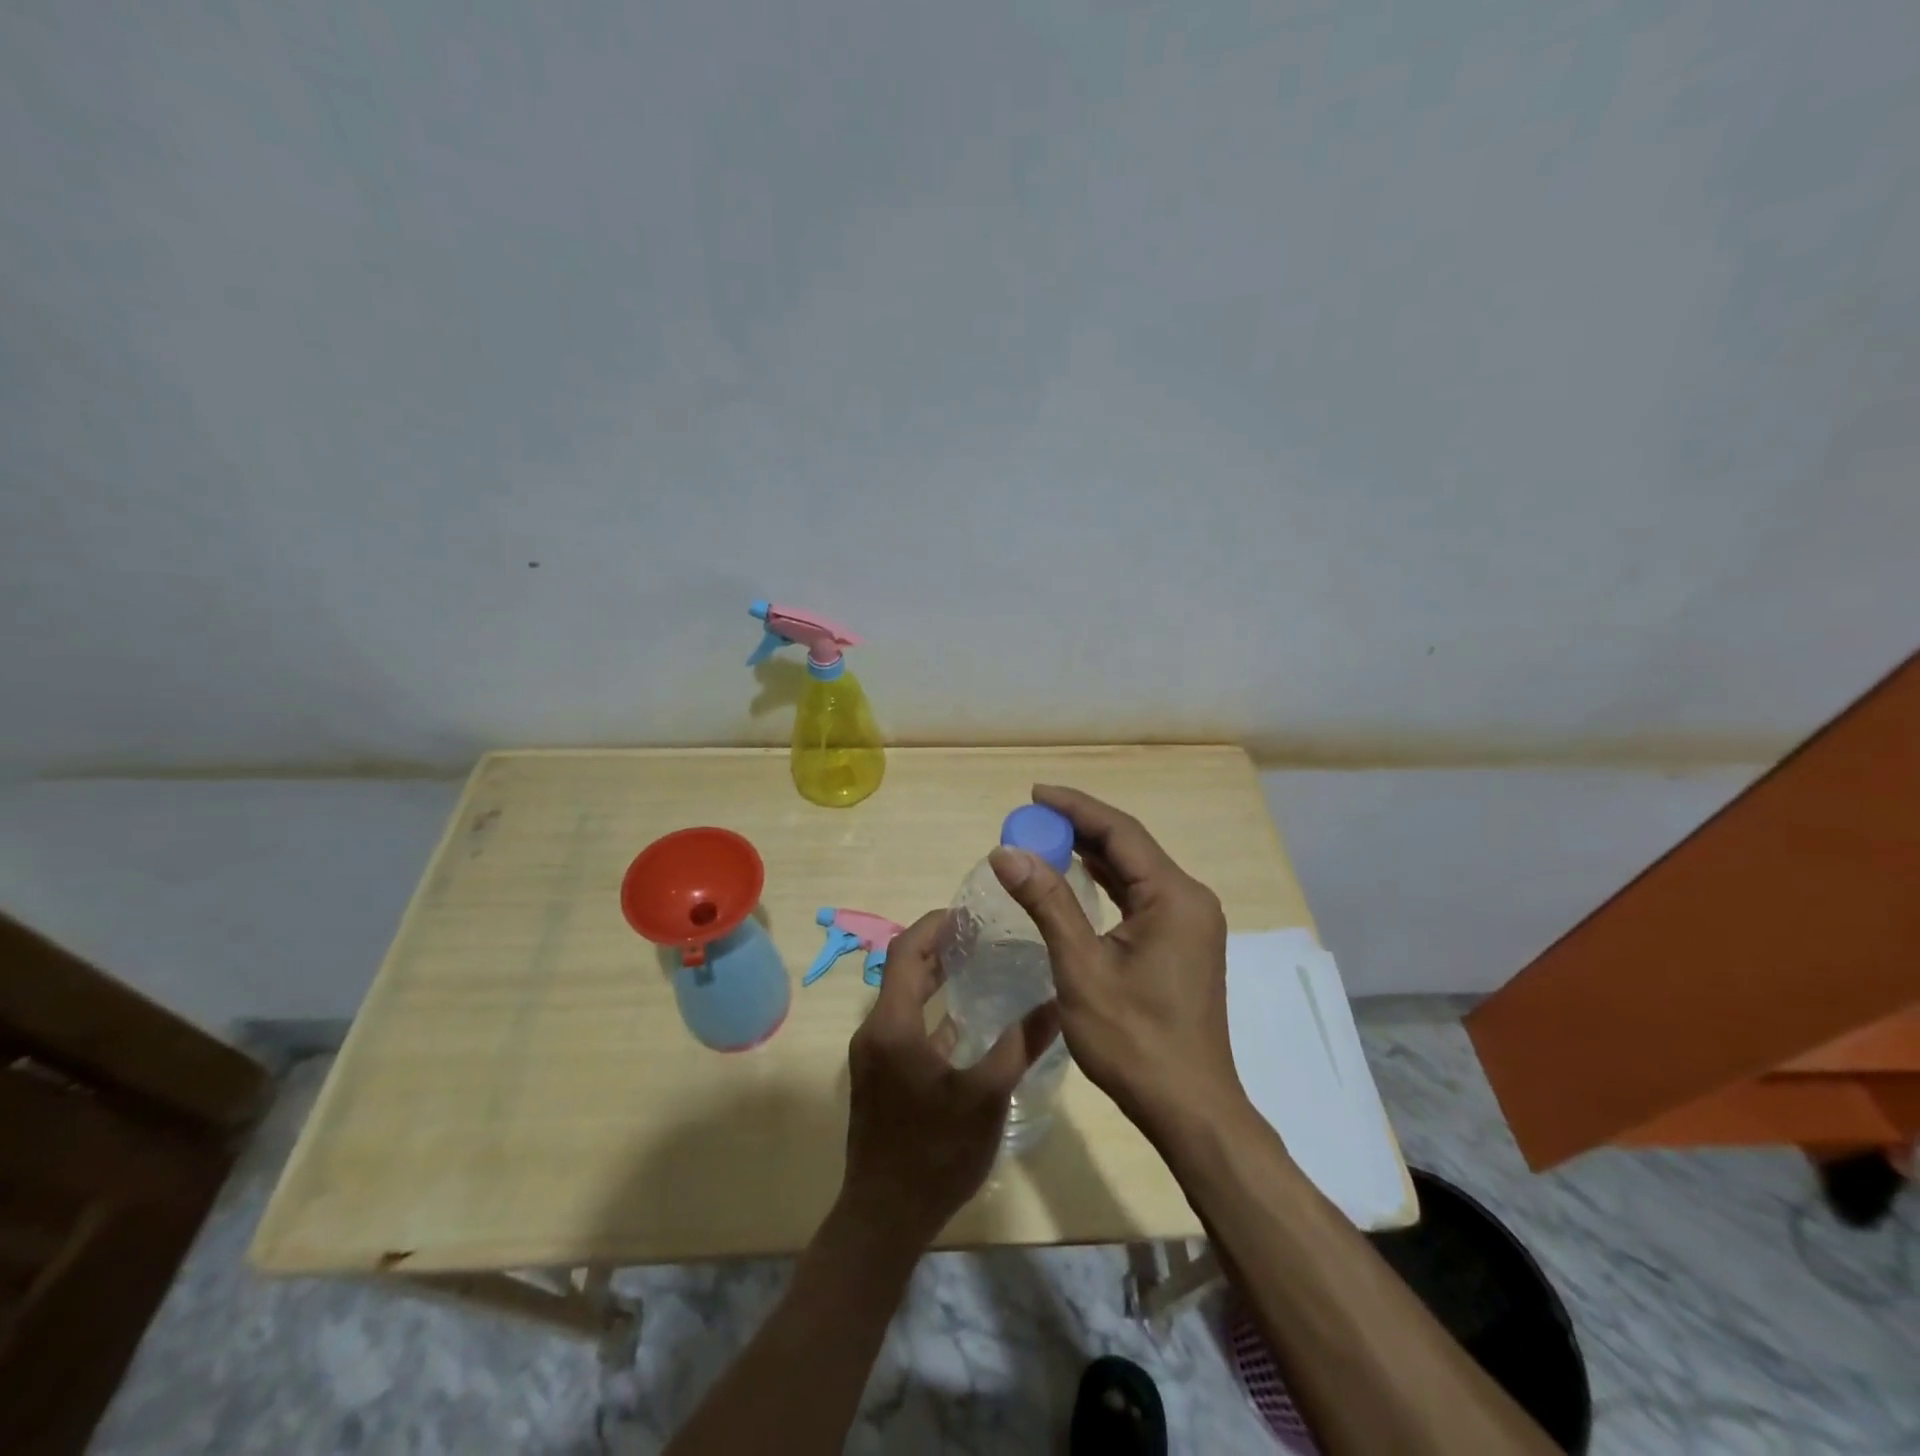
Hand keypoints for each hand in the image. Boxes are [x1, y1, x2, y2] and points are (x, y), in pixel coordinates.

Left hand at [838, 909, 1060, 1252]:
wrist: (885, 1217)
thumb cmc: (935, 1152)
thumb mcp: (987, 1095)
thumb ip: (1020, 1044)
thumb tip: (1057, 1001)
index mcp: (892, 1024)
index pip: (907, 950)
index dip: (936, 925)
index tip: (970, 912)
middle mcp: (875, 1030)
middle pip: (903, 969)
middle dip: (938, 946)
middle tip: (982, 933)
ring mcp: (873, 1054)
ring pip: (902, 998)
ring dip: (934, 977)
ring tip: (978, 964)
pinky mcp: (879, 1075)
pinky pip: (903, 1025)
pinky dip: (930, 1011)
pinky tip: (965, 1020)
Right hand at [988, 785, 1241, 1139]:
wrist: (1189, 1108)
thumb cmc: (1134, 1040)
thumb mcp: (1082, 968)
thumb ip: (1047, 903)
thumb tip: (1007, 853)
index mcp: (1173, 896)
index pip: (1119, 832)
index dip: (1075, 807)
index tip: (1034, 793)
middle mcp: (1189, 898)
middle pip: (1129, 846)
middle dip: (1080, 828)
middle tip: (1030, 818)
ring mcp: (1190, 921)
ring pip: (1135, 871)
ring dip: (1092, 854)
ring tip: (1046, 839)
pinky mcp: (1183, 942)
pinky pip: (1141, 895)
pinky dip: (1107, 882)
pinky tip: (1078, 877)